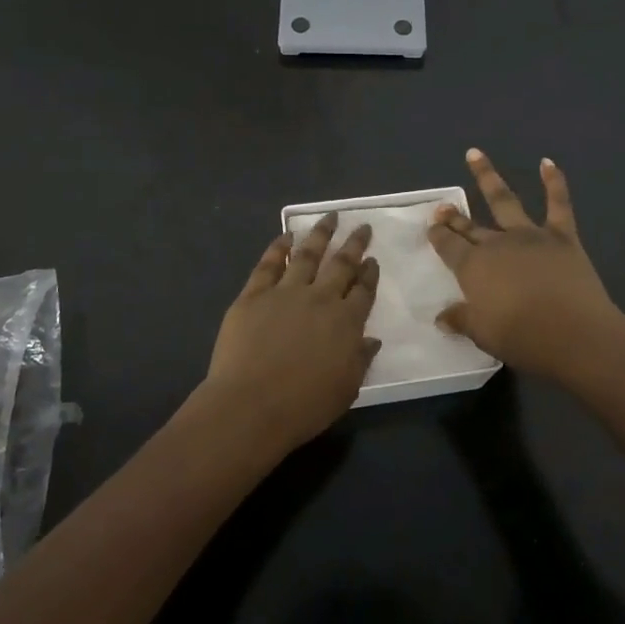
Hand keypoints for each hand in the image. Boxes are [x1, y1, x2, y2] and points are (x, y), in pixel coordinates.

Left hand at [202, 213, 380, 451]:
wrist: (251, 405)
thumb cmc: (304, 406)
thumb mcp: (346, 389)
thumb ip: (360, 360)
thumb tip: (371, 340)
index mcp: (346, 322)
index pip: (363, 291)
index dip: (370, 274)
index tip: (373, 260)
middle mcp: (320, 299)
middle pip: (341, 265)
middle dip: (354, 244)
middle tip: (362, 227)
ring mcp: (285, 292)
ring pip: (307, 255)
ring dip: (320, 234)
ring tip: (330, 217)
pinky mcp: (254, 295)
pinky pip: (269, 264)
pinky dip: (278, 247)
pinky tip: (286, 236)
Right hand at [427, 149, 624, 385]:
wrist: (577, 334)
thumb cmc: (524, 338)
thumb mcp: (483, 335)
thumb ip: (461, 320)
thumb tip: (441, 317)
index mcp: (474, 267)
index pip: (449, 246)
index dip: (438, 235)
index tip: (431, 226)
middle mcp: (498, 244)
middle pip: (471, 226)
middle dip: (454, 216)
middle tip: (442, 206)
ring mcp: (530, 236)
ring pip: (504, 200)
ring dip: (487, 176)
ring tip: (475, 154)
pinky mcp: (562, 237)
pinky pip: (558, 203)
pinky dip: (554, 181)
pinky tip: (548, 162)